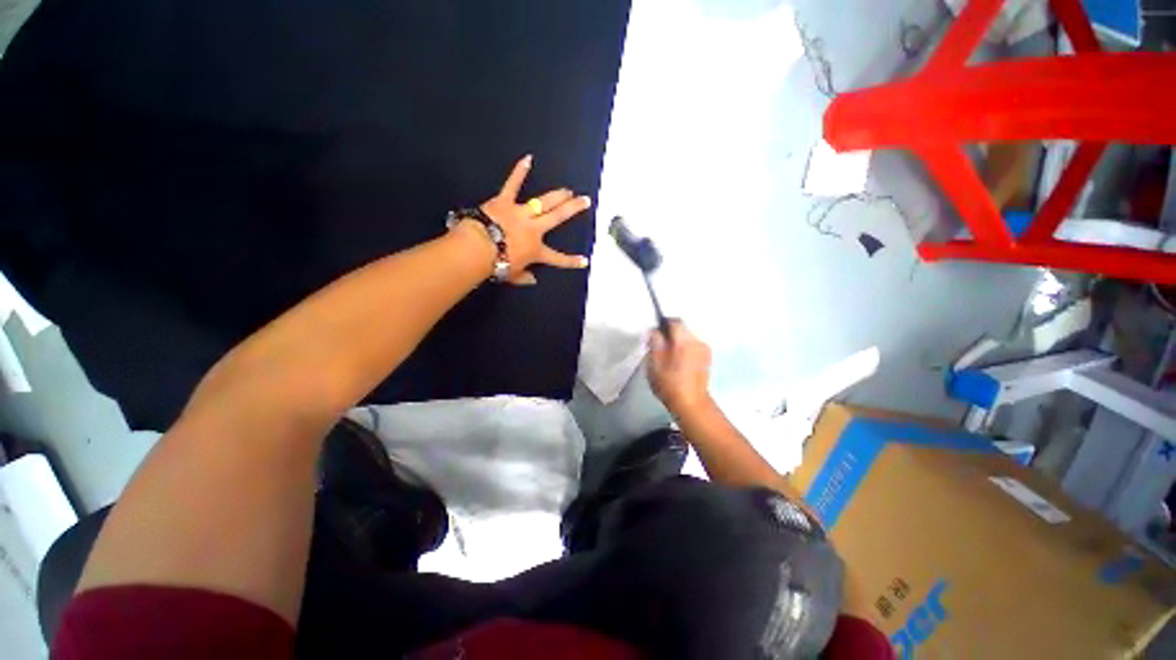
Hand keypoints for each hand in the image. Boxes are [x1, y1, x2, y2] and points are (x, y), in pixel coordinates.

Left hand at [477, 155, 591, 285]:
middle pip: (557, 217)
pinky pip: (512, 185)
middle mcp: (534, 229)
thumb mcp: (512, 276)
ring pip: (543, 202)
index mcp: (536, 250)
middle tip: (585, 200)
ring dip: (557, 195)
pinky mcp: (505, 201)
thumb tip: (533, 280)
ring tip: (568, 190)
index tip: (585, 260)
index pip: (558, 259)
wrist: (479, 248)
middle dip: (573, 209)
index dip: (572, 261)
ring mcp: (521, 213)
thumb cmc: (496, 265)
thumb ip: (524, 277)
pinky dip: (519, 172)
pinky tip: (528, 159)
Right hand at [647, 321, 712, 414]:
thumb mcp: (654, 364)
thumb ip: (654, 343)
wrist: (691, 405)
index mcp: (684, 341)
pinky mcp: (707, 359)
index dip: (663, 324)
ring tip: (668, 358)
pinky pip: (693, 347)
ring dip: (678, 343)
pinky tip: (678, 364)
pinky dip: (685, 350)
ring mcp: (705, 350)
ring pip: (688, 338)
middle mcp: (698, 342)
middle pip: (682, 329)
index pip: (674, 321)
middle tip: (658, 348)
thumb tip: (655, 331)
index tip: (654, 334)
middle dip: (670, 335)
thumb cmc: (670, 385)